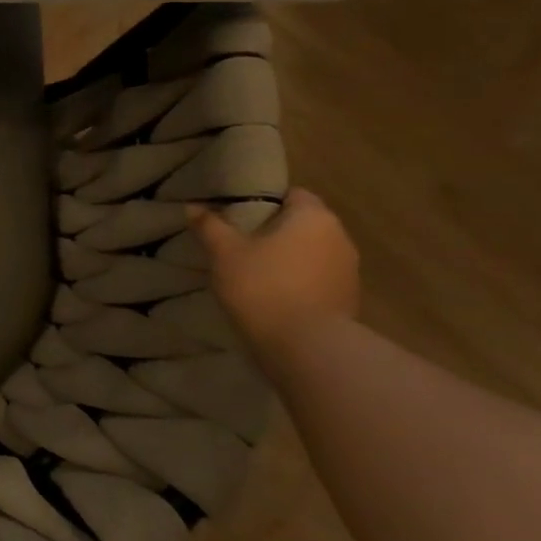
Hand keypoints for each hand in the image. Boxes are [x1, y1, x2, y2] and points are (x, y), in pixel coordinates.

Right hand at [191, 189, 359, 357]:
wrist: (306, 346)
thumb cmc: (262, 286)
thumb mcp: (224, 253)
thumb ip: (209, 226)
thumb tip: (192, 206)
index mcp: (313, 217)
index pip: (293, 194)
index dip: (265, 201)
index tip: (239, 215)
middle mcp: (339, 236)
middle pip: (304, 223)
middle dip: (276, 230)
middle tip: (240, 243)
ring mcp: (348, 269)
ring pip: (312, 251)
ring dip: (289, 257)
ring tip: (255, 271)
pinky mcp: (348, 298)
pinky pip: (318, 277)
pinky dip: (299, 280)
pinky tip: (274, 295)